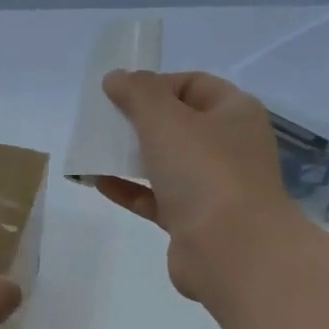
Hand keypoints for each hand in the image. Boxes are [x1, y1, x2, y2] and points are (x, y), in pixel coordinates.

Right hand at [92, 70, 289, 298]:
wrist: (231, 251)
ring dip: (130, 156)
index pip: (193, 85)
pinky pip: (155, 197)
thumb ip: (137, 94)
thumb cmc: (204, 171)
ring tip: (93, 151)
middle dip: (139, 121)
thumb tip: (117, 77)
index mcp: (234, 113)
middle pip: (178, 124)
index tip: (121, 95)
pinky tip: (97, 182)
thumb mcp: (165, 120)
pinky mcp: (192, 221)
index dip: (156, 84)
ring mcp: (212, 187)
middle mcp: (228, 147)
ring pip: (165, 163)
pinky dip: (128, 189)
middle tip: (104, 122)